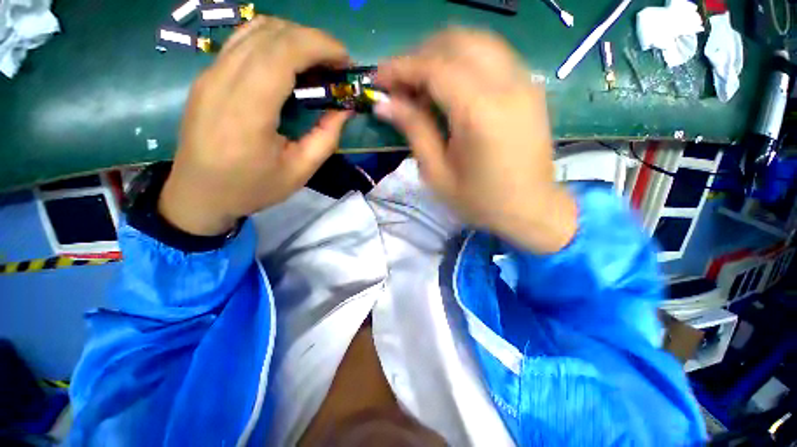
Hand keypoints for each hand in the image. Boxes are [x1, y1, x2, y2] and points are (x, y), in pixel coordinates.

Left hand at [159, 17, 351, 235]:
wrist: (198, 194)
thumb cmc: (252, 188)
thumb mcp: (300, 172)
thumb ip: (326, 138)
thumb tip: (345, 109)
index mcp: (247, 111)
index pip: (283, 52)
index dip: (320, 46)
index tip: (345, 61)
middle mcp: (223, 82)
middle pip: (271, 33)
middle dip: (313, 40)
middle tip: (336, 65)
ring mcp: (210, 75)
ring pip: (255, 30)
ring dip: (293, 37)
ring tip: (316, 63)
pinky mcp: (207, 76)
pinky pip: (243, 42)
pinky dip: (274, 42)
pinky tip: (289, 65)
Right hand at [375, 28, 576, 252]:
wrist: (529, 209)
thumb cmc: (479, 200)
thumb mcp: (437, 173)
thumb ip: (414, 130)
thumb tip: (385, 104)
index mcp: (479, 113)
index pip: (434, 67)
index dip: (400, 67)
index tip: (378, 78)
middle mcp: (506, 85)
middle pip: (456, 42)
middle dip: (420, 55)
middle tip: (401, 84)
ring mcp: (524, 82)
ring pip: (476, 42)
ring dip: (442, 55)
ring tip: (422, 85)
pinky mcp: (530, 88)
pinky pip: (492, 56)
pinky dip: (464, 62)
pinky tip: (451, 88)